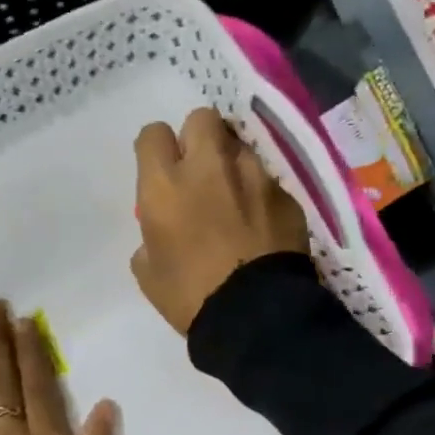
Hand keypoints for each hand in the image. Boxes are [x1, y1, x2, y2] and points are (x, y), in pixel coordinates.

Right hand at [131, 107, 310, 334]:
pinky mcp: (286, 195)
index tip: (162, 168)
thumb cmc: (191, 297)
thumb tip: (162, 232)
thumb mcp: (149, 272)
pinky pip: (268, 180)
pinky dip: (261, 194)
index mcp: (165, 185)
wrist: (255, 316)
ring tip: (236, 197)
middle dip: (198, 137)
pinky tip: (262, 223)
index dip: (157, 149)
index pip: (153, 134)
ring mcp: (254, 177)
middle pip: (202, 118)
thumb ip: (150, 237)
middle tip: (200, 170)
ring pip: (240, 146)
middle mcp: (209, 167)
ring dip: (232, 164)